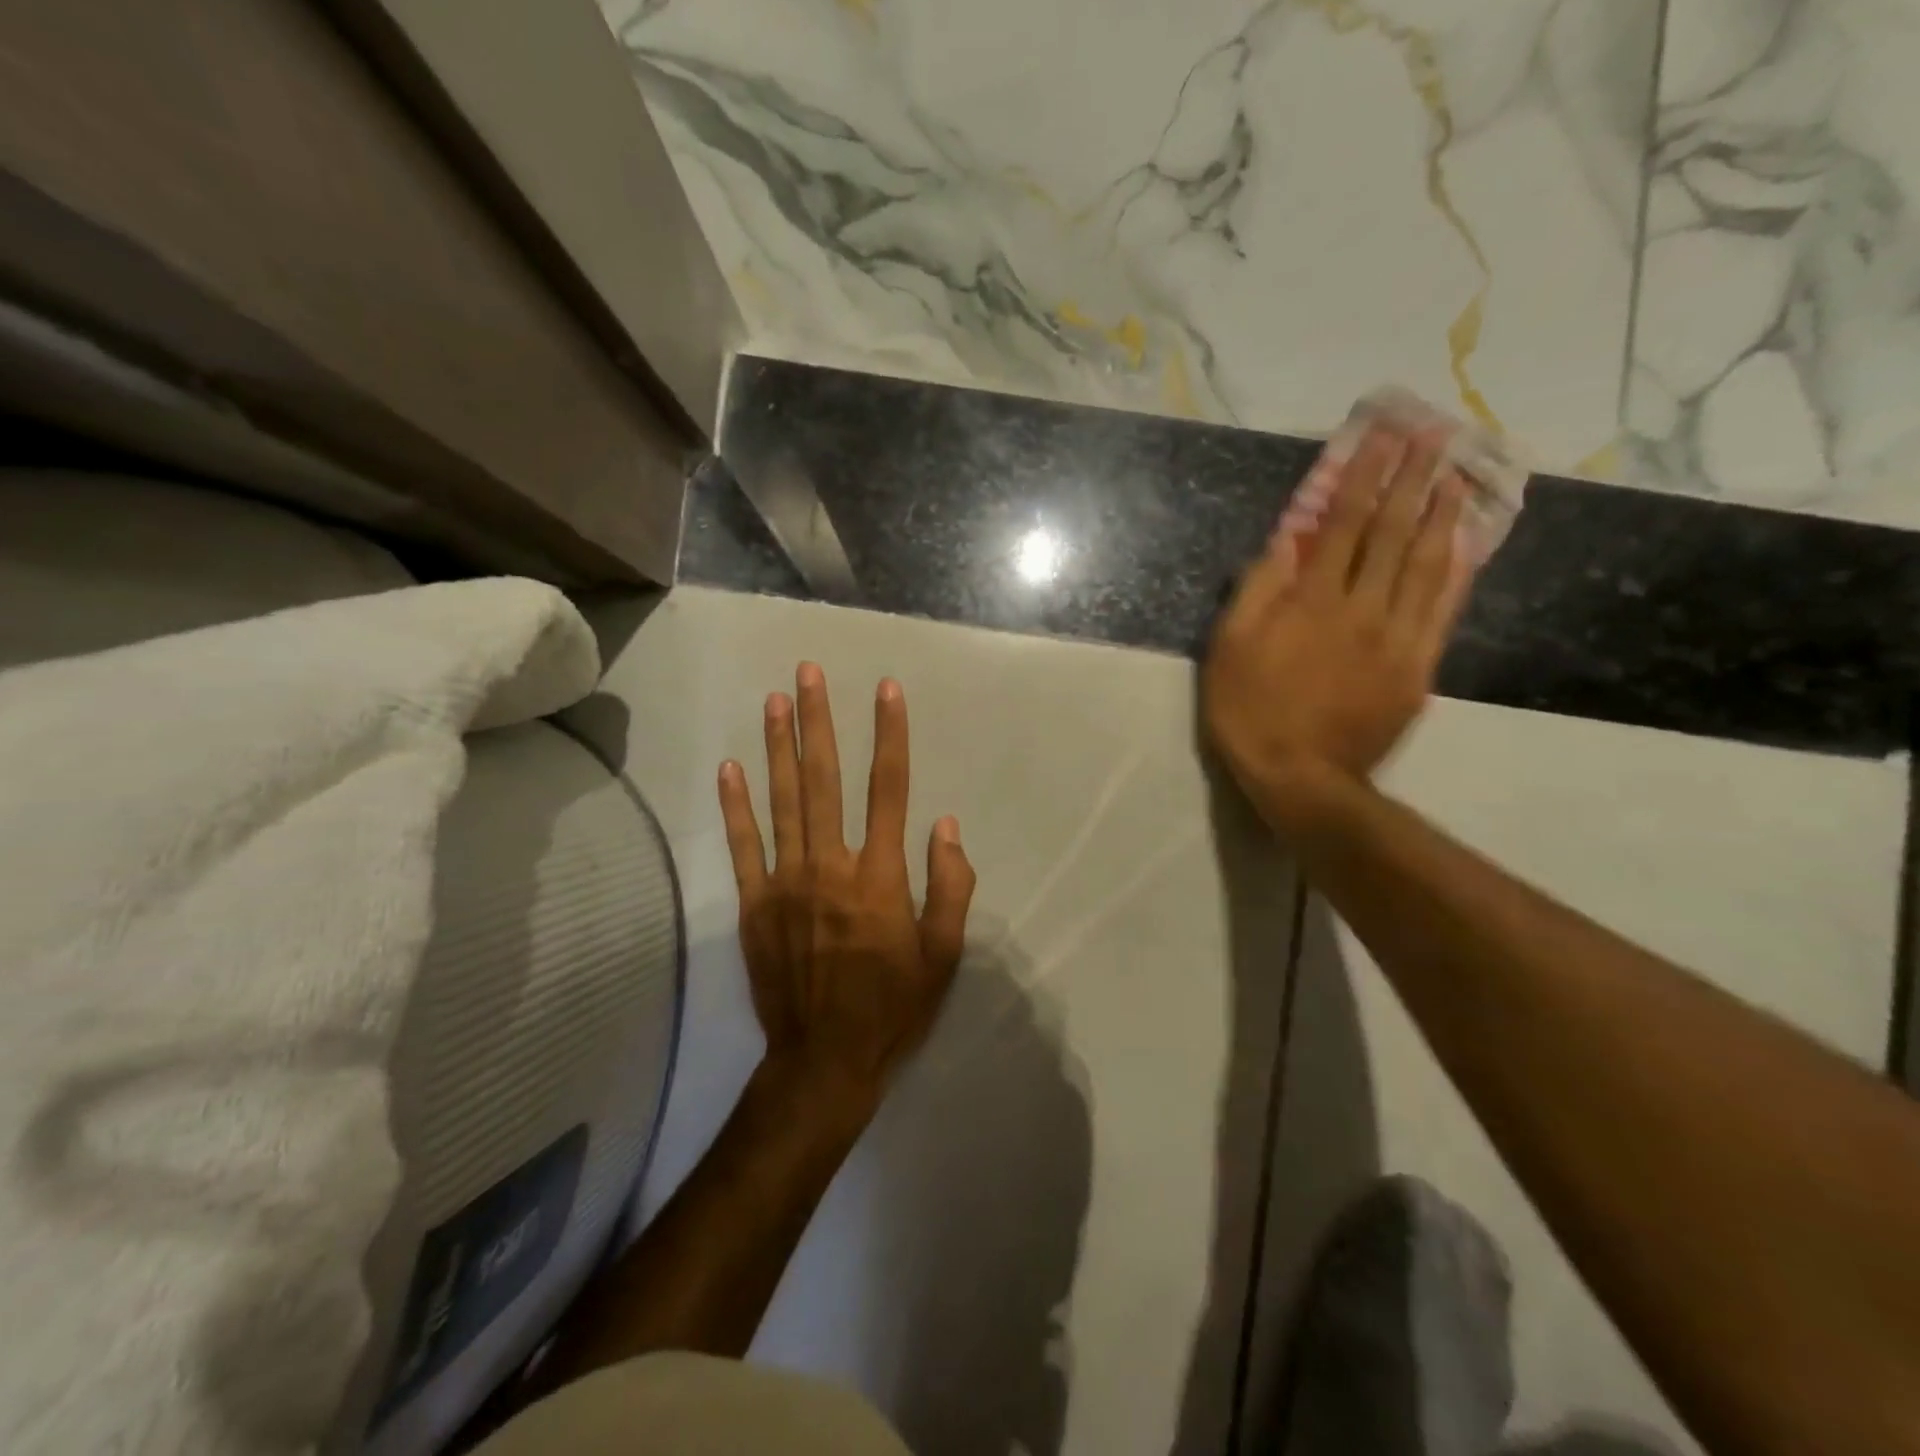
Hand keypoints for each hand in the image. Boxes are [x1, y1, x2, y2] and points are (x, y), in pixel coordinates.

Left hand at [717, 663, 975, 1108]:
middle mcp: (831, 865)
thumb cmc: (893, 1007)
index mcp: (880, 876)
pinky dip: (736, 805)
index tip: (886, 690)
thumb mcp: (944, 955)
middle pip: (824, 779)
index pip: (888, 789)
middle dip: (818, 721)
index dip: (890, 735)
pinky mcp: (754, 904)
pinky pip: (743, 846)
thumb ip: (951, 886)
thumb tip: (945, 826)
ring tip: (774, 700)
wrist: (825, 1060)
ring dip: (778, 746)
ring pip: (782, 801)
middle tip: (809, 672)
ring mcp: (786, 882)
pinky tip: (730, 767)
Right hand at [1204, 425, 1474, 830]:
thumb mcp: (1228, 649)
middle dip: (1413, 481)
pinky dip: (1455, 572)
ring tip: (1457, 476)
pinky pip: (1442, 610)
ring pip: (1426, 565)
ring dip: (1442, 515)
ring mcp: (1397, 638)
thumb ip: (1257, 592)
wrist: (1301, 779)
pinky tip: (1465, 545)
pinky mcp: (1417, 668)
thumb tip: (1284, 543)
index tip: (1385, 437)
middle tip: (1435, 437)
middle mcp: (1362, 608)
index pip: (1343, 524)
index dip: (1365, 477)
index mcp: (1312, 601)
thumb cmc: (1250, 712)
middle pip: (1392, 534)